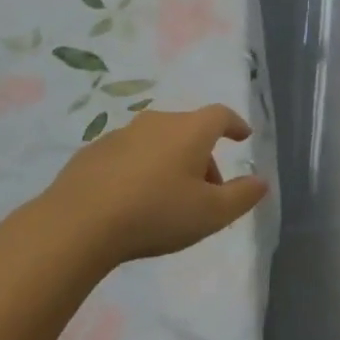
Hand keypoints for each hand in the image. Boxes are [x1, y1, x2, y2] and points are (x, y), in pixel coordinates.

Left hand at [39, 105, 266, 270]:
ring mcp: (122, 134)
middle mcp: (158, 122)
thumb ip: (242, 196)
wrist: (78, 223)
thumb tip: (261, 181)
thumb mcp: (210, 214)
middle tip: (208, 190)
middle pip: (190, 130)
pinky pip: (129, 155)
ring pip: (158, 142)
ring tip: (169, 198)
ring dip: (170, 162)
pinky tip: (133, 200)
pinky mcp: (94, 152)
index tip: (243, 136)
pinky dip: (140, 170)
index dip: (235, 124)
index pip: (221, 115)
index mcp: (190, 130)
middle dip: (203, 155)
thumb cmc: (156, 213)